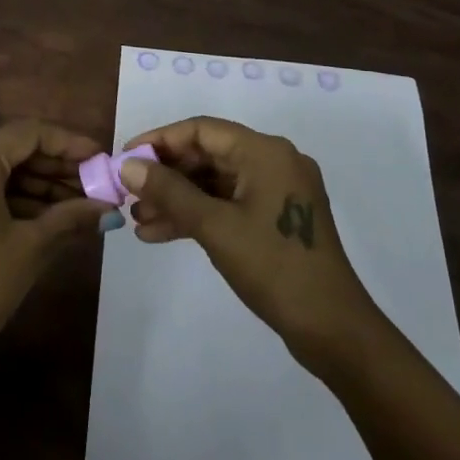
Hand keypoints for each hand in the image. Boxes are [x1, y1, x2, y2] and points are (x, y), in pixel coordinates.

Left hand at [0, 121, 110, 400]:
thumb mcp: (29, 249)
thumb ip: (71, 217)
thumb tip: (108, 207)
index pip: (29, 133)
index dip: (70, 144)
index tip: (102, 159)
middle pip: (12, 149)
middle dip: (56, 167)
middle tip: (96, 185)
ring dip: (36, 184)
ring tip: (79, 204)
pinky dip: (11, 198)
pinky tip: (47, 215)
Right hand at [122, 116, 382, 366]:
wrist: (333, 330)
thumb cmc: (274, 267)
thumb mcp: (214, 227)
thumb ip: (169, 192)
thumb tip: (128, 165)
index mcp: (265, 152)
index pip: (202, 130)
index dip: (160, 140)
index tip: (126, 158)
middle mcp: (274, 161)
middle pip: (208, 155)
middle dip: (167, 175)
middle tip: (129, 194)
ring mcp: (278, 191)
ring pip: (216, 183)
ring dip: (178, 199)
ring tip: (138, 220)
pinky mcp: (277, 218)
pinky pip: (229, 204)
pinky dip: (199, 215)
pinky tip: (162, 233)